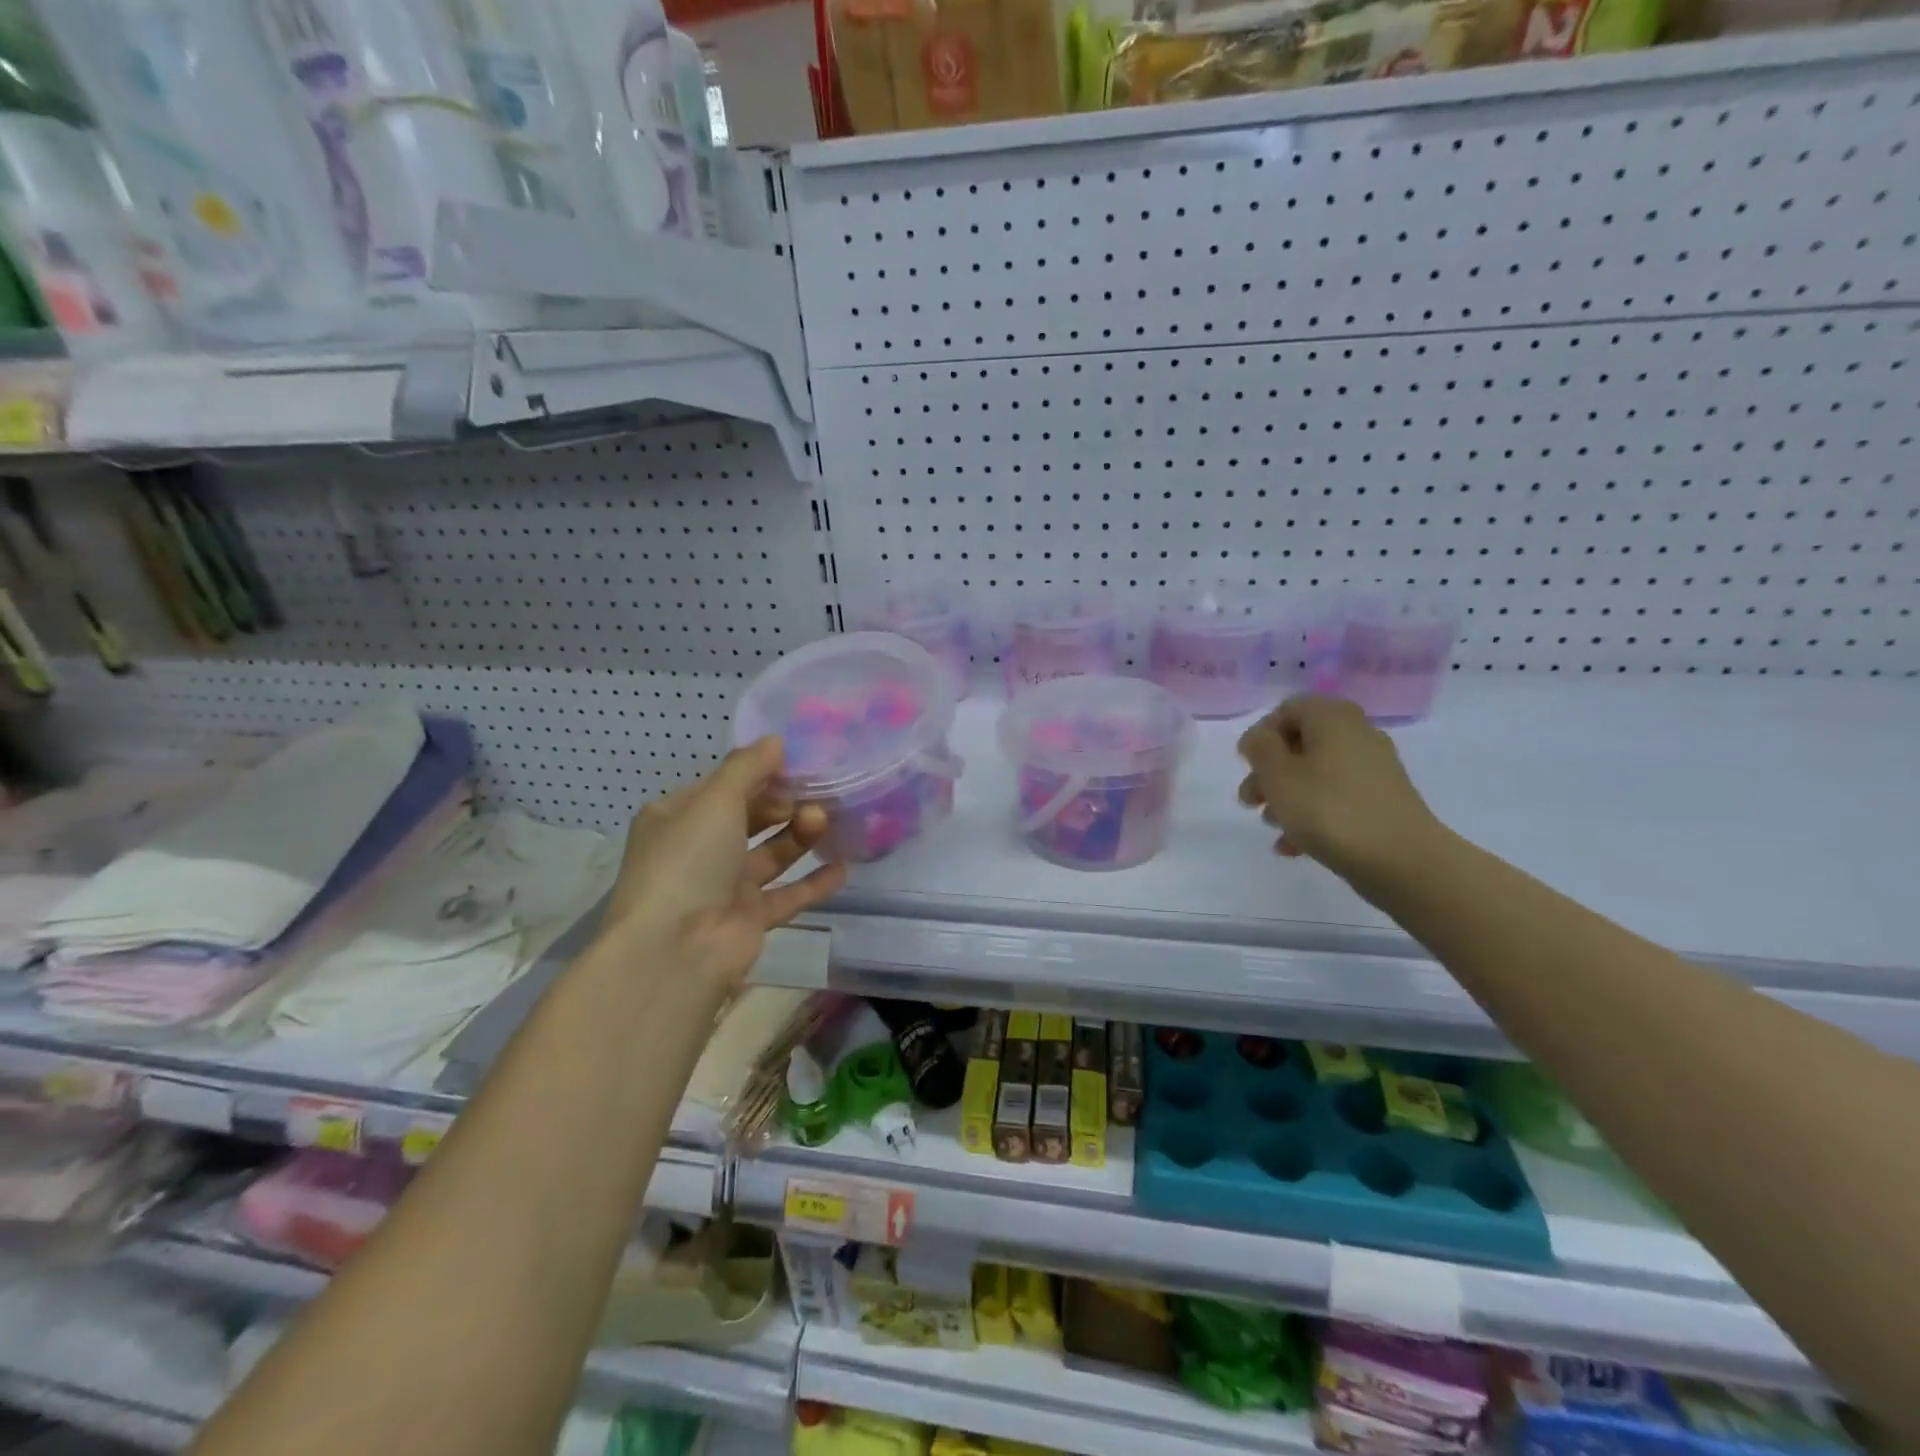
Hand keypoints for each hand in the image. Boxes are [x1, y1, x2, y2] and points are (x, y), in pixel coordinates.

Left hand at [600, 737, 847, 993]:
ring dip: (800, 835)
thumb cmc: (689, 861)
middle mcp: (700, 850)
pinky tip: (843, 867)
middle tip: (820, 791)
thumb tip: (776, 740)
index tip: (800, 762)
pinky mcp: (750, 918)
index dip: (760, 772)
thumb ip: (748, 767)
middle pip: (751, 818)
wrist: (677, 950)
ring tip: (827, 819)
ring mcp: (725, 886)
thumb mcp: (715, 800)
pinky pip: (788, 894)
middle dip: (785, 803)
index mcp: (678, 817)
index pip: (724, 786)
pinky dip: (814, 882)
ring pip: (772, 853)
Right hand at [1236, 695, 1441, 884]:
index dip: (1260, 736)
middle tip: (1250, 801)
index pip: (1286, 710)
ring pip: (1315, 774)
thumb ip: (1260, 747)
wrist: (1402, 860)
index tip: (1245, 766)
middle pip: (1299, 744)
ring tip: (1272, 826)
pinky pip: (1335, 799)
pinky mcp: (1381, 801)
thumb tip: (1260, 738)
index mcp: (1332, 717)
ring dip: (1286, 797)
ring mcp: (1373, 769)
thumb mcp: (1278, 774)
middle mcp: (1356, 734)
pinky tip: (1293, 846)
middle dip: (1268, 773)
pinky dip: (1311, 816)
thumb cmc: (1329, 808)